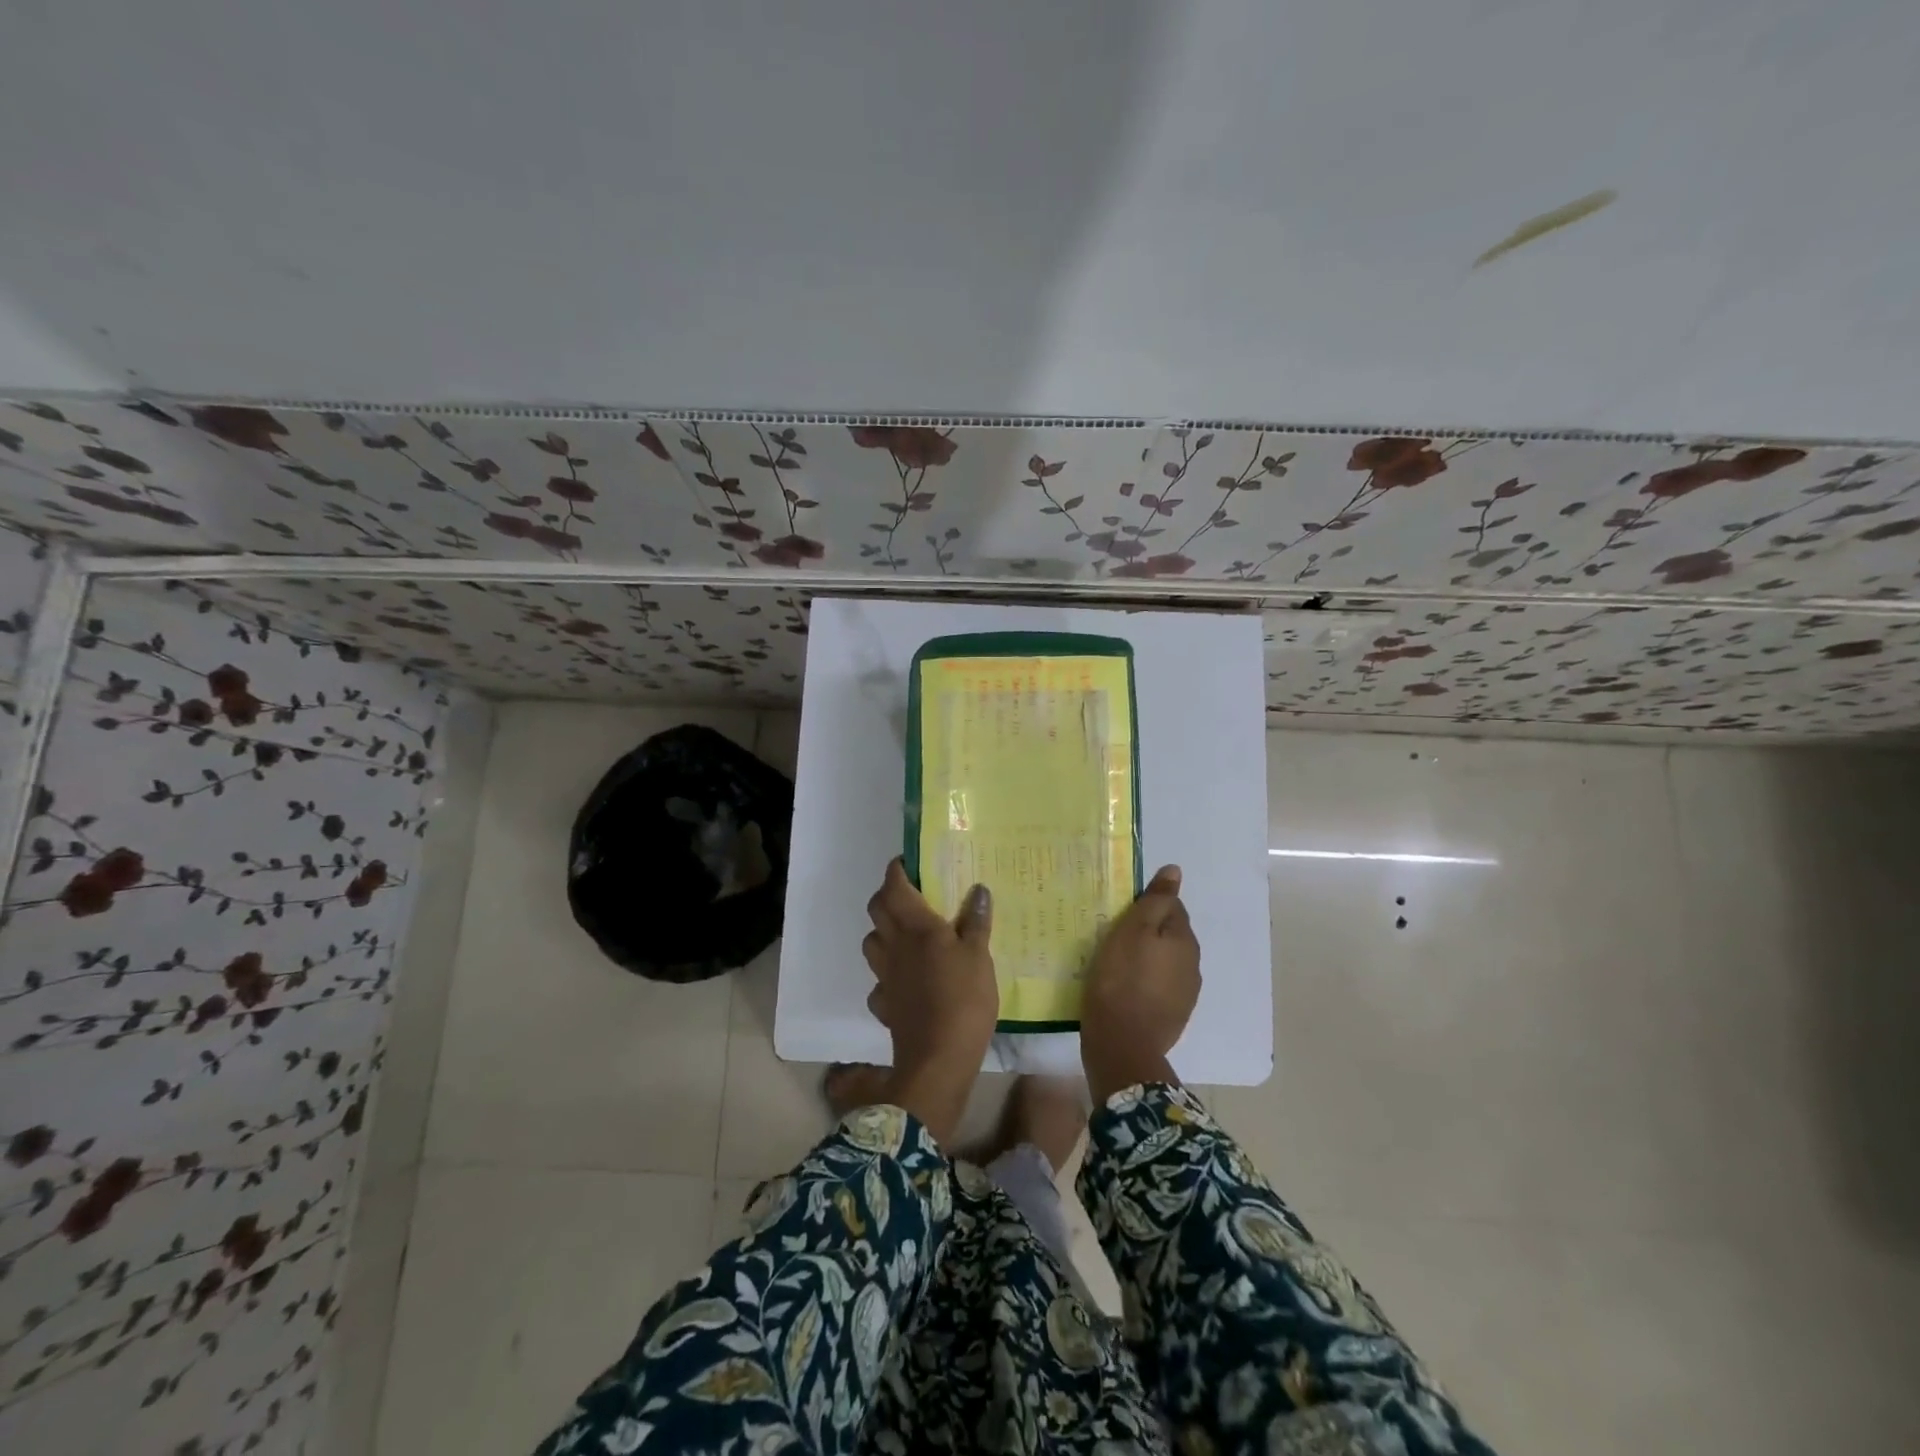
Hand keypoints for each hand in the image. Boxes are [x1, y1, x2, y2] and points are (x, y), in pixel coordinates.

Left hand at [861, 858, 996, 1144]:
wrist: (938, 1061)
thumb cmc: (963, 1000)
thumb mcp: (980, 957)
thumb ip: (976, 922)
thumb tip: (978, 890)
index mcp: (916, 927)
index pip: (894, 886)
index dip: (897, 870)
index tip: (909, 862)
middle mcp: (894, 946)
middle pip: (877, 910)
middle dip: (888, 896)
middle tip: (913, 895)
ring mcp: (885, 976)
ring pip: (873, 942)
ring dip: (884, 932)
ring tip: (909, 935)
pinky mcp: (885, 1004)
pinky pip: (880, 980)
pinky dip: (890, 974)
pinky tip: (907, 980)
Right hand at [1079, 865, 1200, 1103]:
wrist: (1122, 1044)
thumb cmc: (1121, 978)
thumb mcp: (1132, 929)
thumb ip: (1155, 900)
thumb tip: (1175, 871)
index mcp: (1184, 939)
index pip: (1171, 908)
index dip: (1146, 907)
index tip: (1121, 915)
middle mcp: (1193, 965)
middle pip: (1169, 936)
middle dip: (1147, 933)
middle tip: (1114, 938)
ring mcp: (1185, 994)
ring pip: (1165, 963)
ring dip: (1147, 960)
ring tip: (1117, 965)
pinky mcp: (1173, 1017)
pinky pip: (1159, 988)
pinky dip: (1145, 984)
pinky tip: (1124, 990)